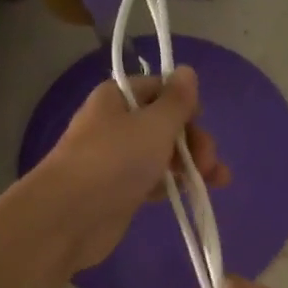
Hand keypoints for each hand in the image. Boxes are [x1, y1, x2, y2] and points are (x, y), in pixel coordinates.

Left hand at [34, 68, 228, 273]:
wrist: (69, 216)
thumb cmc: (115, 160)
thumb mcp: (154, 124)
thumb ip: (177, 100)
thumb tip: (187, 71)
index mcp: (118, 98)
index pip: (159, 89)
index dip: (184, 103)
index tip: (200, 120)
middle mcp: (116, 124)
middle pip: (165, 123)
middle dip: (194, 140)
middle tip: (209, 163)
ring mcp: (117, 159)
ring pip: (163, 153)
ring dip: (191, 164)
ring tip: (217, 182)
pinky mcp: (121, 190)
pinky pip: (154, 180)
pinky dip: (173, 184)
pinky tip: (191, 194)